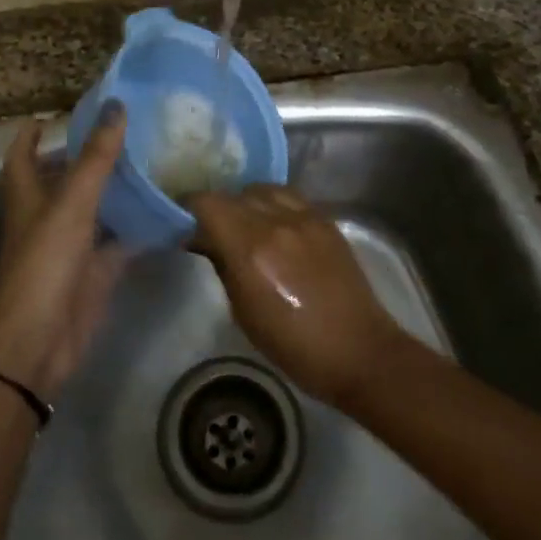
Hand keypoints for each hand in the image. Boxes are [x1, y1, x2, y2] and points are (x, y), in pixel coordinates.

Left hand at [0, 105, 127, 399]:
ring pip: (98, 208)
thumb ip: (96, 157)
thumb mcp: (71, 203)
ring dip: (119, 189)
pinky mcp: (96, 271)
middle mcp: (48, 216)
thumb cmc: (44, 263)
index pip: (23, 154)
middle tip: (127, 131)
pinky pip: (121, 241)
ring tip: (155, 160)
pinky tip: (169, 210)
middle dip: (88, 156)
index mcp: (29, 195)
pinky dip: (141, 227)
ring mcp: (73, 245)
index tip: (55, 115)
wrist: (39, 342)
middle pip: (65, 178)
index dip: (33, 134)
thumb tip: (116, 105)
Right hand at [186, 184, 409, 406]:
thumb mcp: (244, 313)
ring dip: (246, 201)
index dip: (189, 206)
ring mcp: (305, 217)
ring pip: (262, 189)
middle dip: (216, 207)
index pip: (208, 203)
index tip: (181, 220)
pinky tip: (273, 225)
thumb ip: (223, 268)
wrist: (359, 350)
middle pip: (234, 194)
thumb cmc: (294, 345)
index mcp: (251, 248)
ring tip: (243, 223)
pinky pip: (289, 197)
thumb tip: (205, 242)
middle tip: (210, 227)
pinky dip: (273, 204)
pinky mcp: (326, 220)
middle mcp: (277, 222)